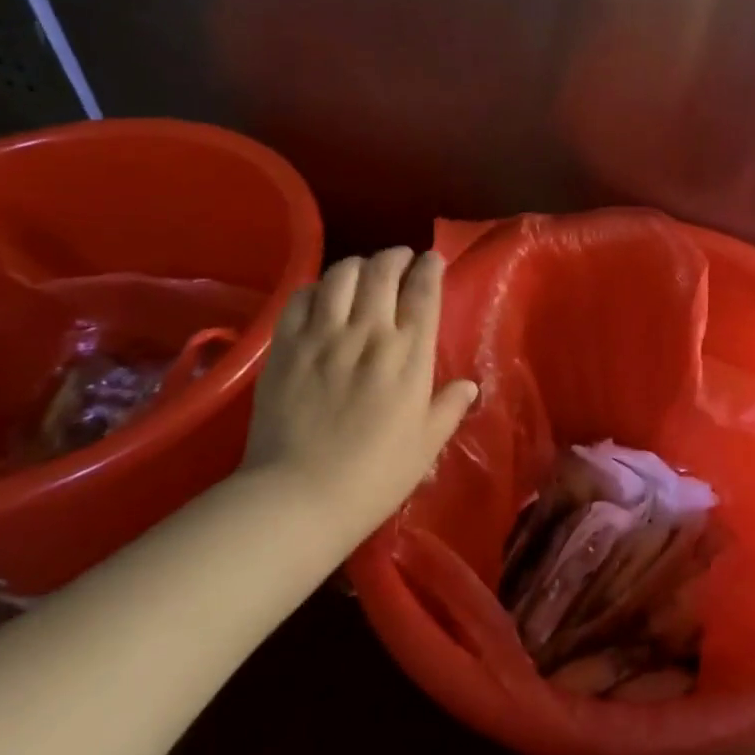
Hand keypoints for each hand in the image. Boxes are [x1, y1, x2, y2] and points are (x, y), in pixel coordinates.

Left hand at [244, 249, 477, 543]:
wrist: (298, 498)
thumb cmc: (374, 477)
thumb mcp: (426, 445)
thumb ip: (449, 408)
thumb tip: (469, 386)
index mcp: (409, 354)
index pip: (423, 291)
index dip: (430, 267)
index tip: (432, 260)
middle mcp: (368, 332)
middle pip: (383, 270)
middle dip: (396, 256)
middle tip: (400, 260)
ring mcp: (323, 336)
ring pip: (342, 274)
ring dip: (358, 265)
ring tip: (362, 273)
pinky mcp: (285, 346)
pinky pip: (301, 297)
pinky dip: (316, 288)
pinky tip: (322, 297)